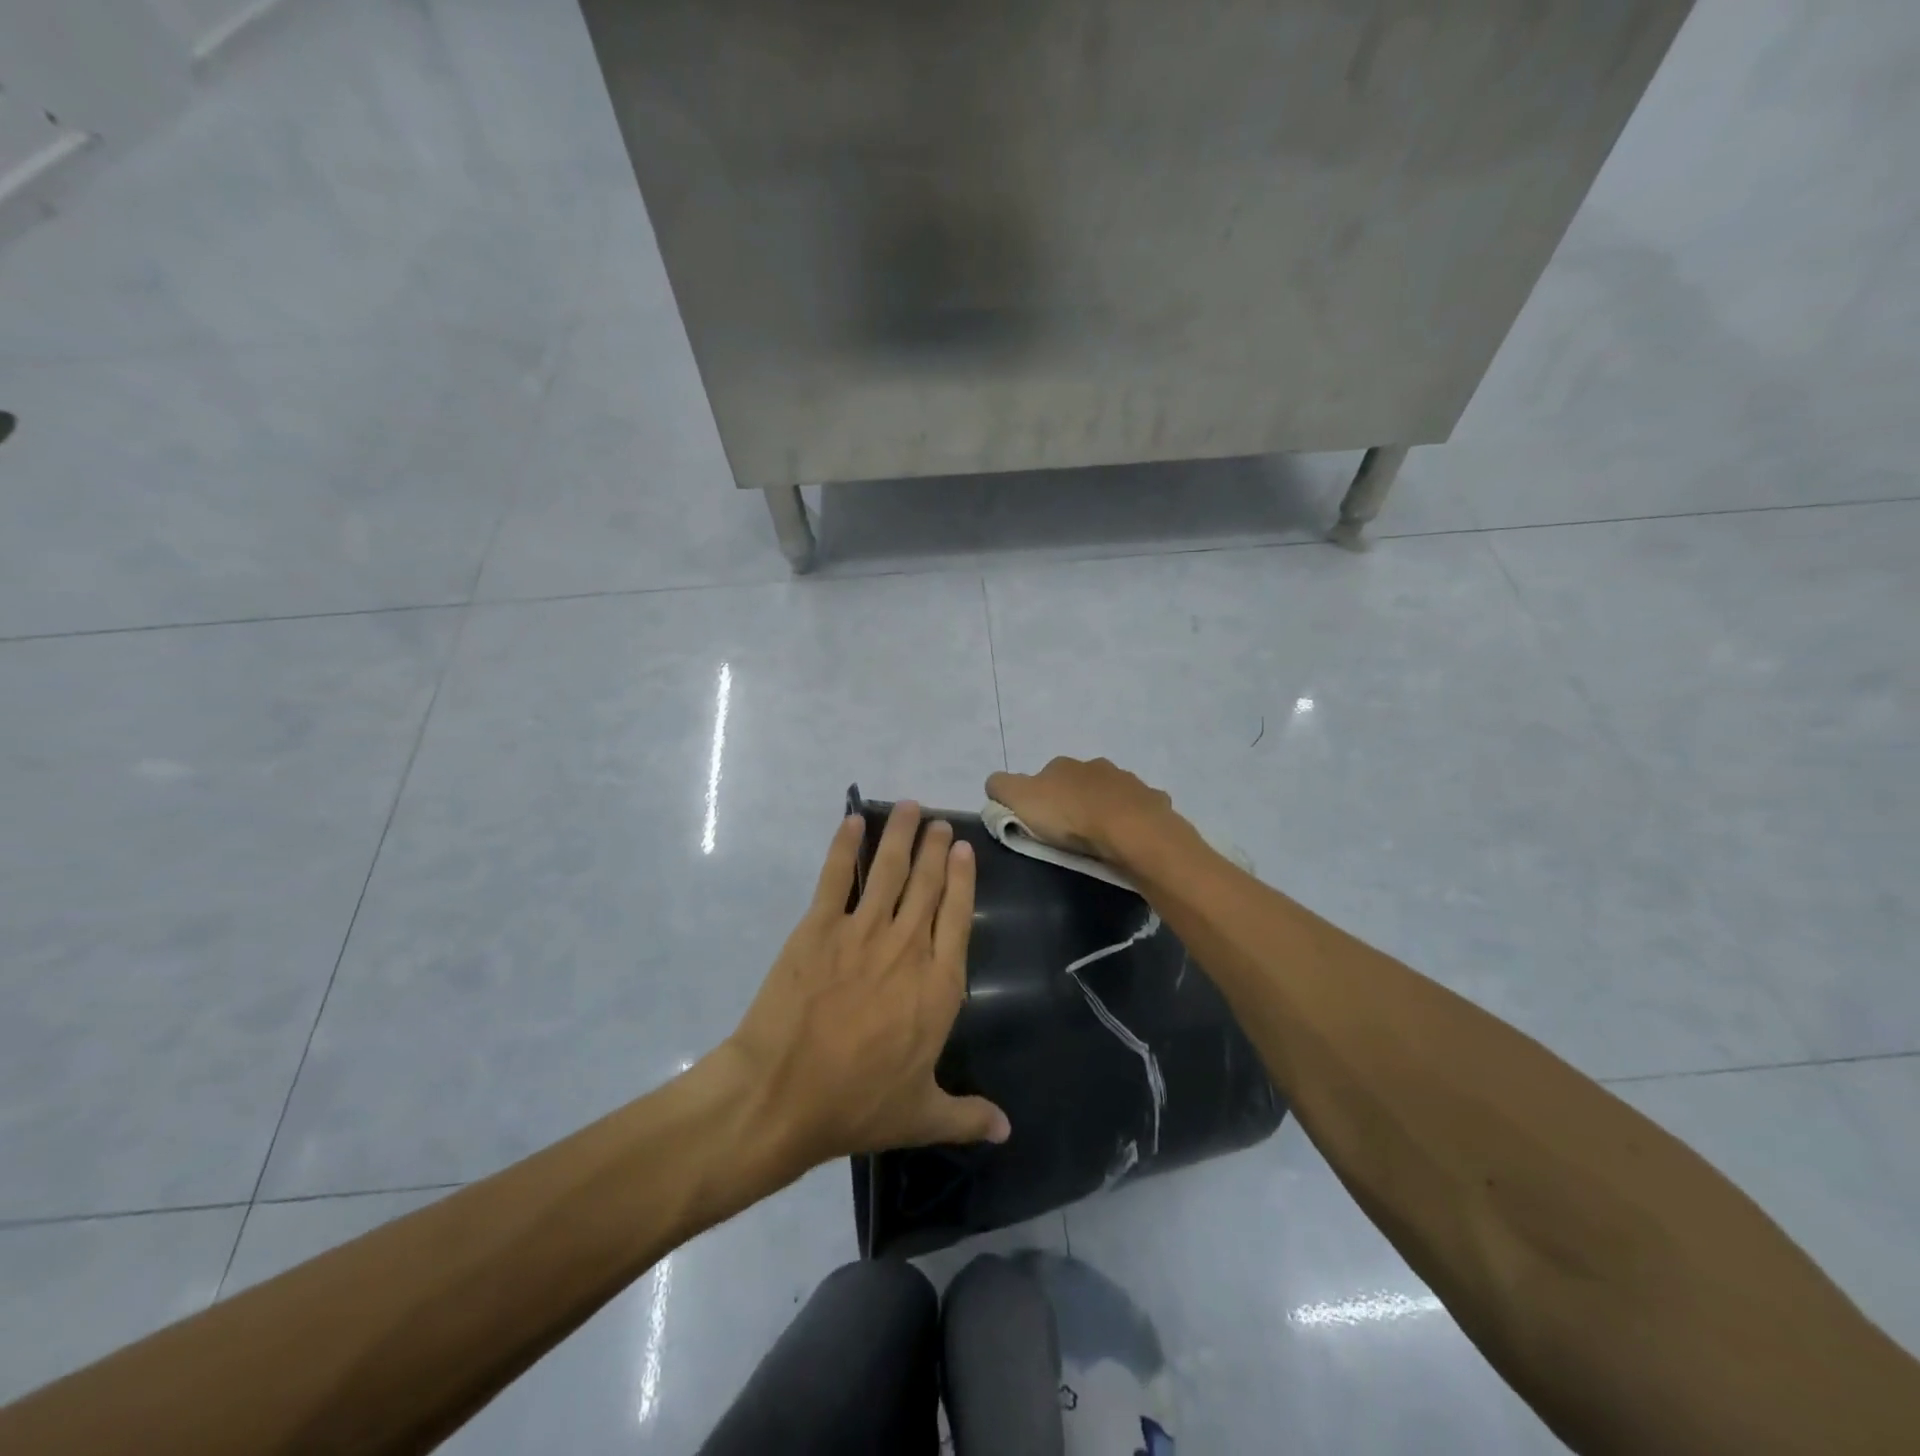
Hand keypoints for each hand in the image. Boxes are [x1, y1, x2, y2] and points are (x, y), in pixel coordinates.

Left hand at [725, 802, 1009, 1168]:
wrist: (782, 1094)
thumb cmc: (856, 1104)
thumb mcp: (921, 1115)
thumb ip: (967, 1116)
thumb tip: (1007, 1130)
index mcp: (938, 984)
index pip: (958, 917)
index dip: (964, 879)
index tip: (966, 850)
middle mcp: (907, 946)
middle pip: (928, 884)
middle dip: (937, 849)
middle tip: (940, 823)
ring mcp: (862, 931)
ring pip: (889, 870)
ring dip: (902, 835)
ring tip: (911, 808)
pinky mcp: (819, 926)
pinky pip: (836, 876)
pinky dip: (845, 845)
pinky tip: (852, 820)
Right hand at [986, 756, 1177, 861]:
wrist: (1129, 830)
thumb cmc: (1069, 815)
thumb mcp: (1019, 799)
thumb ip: (1000, 787)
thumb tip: (995, 784)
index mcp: (1062, 766)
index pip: (1044, 777)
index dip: (1039, 798)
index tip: (1038, 822)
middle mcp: (1096, 766)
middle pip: (1079, 783)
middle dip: (1075, 801)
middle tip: (1070, 832)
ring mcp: (1128, 782)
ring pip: (1111, 794)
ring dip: (1105, 809)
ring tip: (1100, 839)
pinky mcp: (1152, 801)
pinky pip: (1139, 810)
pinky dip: (1132, 820)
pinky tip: (1129, 839)